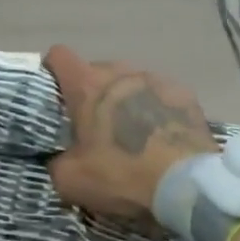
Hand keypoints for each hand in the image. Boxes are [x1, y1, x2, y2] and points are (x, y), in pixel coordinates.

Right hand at [43, 45, 218, 219]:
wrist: (187, 185)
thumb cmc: (122, 175)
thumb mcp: (71, 181)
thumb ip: (57, 162)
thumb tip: (62, 159)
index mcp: (87, 85)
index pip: (59, 55)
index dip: (53, 71)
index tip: (55, 93)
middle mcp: (121, 73)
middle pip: (97, 70)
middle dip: (92, 92)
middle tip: (94, 125)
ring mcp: (156, 79)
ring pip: (130, 81)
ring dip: (125, 99)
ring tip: (131, 131)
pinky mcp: (185, 93)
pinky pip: (160, 94)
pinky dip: (155, 108)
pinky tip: (161, 134)